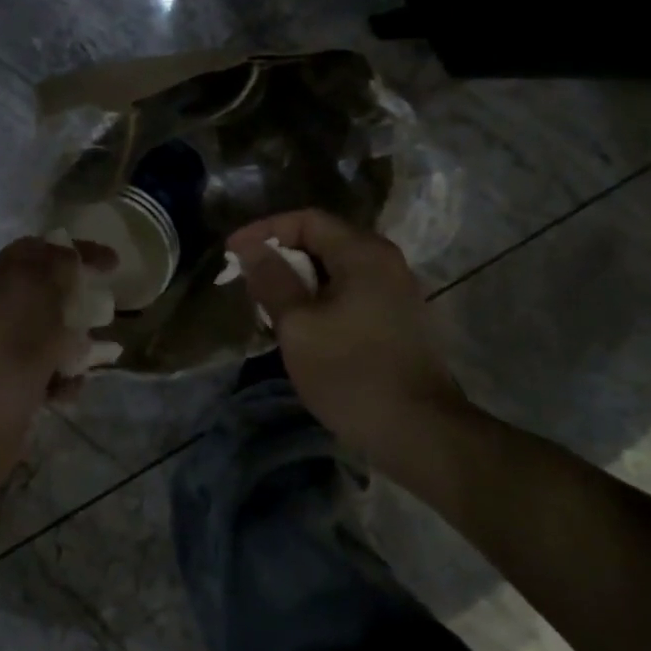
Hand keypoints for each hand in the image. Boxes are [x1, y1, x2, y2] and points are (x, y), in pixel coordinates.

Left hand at [0, 237, 113, 488]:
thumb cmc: (6, 349)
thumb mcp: (35, 291)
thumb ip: (55, 265)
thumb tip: (68, 257)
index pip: (39, 250)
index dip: (78, 251)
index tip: (114, 264)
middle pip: (46, 294)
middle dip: (79, 303)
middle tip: (103, 314)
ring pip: (50, 336)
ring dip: (75, 345)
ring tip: (87, 361)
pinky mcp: (8, 385)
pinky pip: (45, 372)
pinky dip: (61, 378)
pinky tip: (66, 391)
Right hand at [227, 210, 468, 456]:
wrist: (419, 430)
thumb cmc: (351, 373)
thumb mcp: (298, 325)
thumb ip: (272, 280)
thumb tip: (252, 248)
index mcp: (363, 253)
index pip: (306, 220)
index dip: (264, 230)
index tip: (231, 253)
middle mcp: (386, 261)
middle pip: (324, 240)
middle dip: (280, 255)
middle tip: (246, 279)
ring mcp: (397, 290)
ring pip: (337, 269)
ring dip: (298, 279)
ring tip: (267, 303)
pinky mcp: (400, 318)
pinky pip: (351, 291)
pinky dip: (320, 297)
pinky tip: (301, 324)